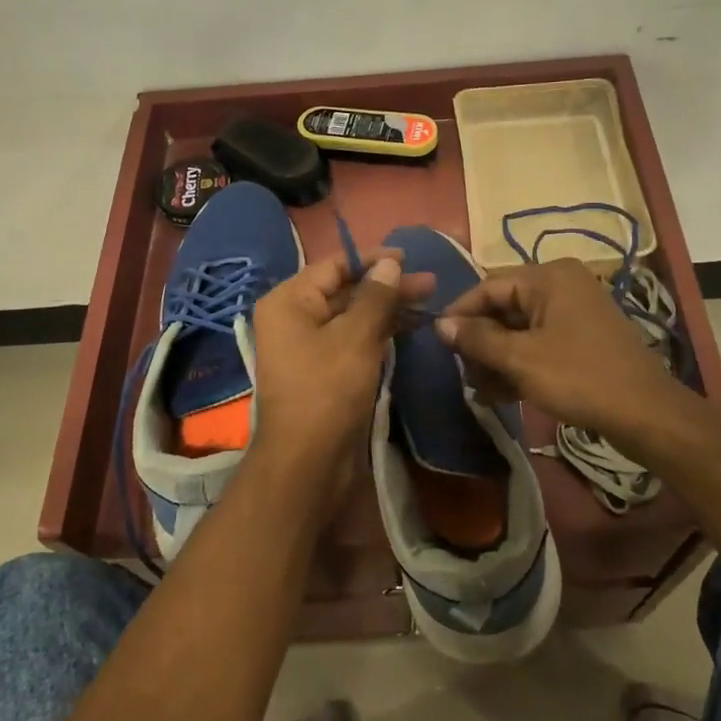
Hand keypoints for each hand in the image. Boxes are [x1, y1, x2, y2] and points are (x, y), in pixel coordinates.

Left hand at [249, 251, 433, 486]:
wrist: (307, 462)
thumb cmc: (328, 390)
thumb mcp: (356, 337)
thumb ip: (376, 297)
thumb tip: (390, 264)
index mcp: (289, 301)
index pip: (334, 265)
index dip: (373, 259)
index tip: (410, 258)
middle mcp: (294, 318)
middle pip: (345, 290)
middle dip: (387, 287)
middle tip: (430, 284)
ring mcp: (307, 346)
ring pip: (352, 316)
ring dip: (388, 309)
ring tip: (428, 304)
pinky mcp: (323, 370)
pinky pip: (352, 340)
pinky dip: (379, 332)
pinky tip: (408, 328)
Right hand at [435, 259, 690, 453]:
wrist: (646, 414)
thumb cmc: (579, 378)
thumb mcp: (520, 359)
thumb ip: (477, 339)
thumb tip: (439, 324)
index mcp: (548, 277)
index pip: (488, 287)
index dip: (460, 315)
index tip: (438, 344)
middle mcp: (562, 284)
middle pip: (504, 307)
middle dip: (481, 343)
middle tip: (465, 376)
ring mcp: (575, 310)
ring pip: (520, 328)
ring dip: (498, 358)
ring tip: (482, 391)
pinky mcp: (583, 336)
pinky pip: (540, 341)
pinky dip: (520, 362)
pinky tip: (504, 393)